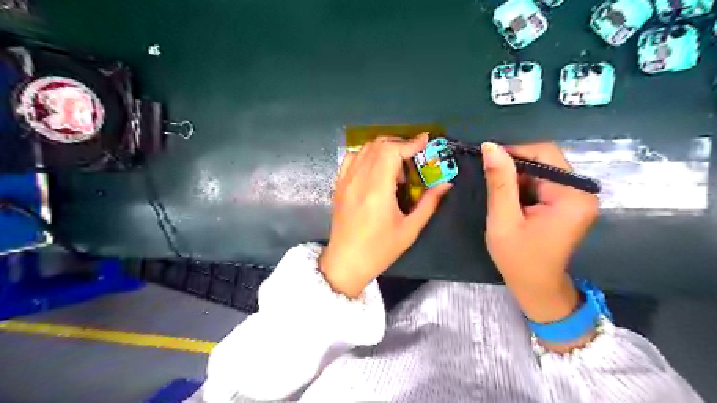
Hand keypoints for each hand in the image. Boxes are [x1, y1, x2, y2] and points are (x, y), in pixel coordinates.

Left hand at [321, 134, 449, 297]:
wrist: (346, 262)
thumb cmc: (380, 249)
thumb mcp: (409, 229)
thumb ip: (429, 203)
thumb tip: (446, 184)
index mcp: (377, 190)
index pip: (392, 151)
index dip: (410, 142)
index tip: (425, 141)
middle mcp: (359, 179)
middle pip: (378, 145)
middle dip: (399, 144)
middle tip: (414, 156)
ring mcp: (346, 181)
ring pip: (364, 148)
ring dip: (384, 148)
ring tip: (396, 166)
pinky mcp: (339, 185)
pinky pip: (352, 158)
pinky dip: (367, 155)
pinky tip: (376, 168)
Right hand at [481, 144, 600, 324]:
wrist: (536, 288)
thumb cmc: (518, 259)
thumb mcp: (503, 220)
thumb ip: (499, 182)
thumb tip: (490, 147)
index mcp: (571, 195)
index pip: (544, 153)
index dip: (514, 150)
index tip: (487, 159)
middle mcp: (581, 191)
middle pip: (545, 159)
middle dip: (514, 165)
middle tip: (488, 177)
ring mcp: (576, 196)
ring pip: (541, 169)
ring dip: (516, 176)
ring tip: (497, 191)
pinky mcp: (567, 202)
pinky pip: (542, 181)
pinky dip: (522, 185)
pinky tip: (508, 198)